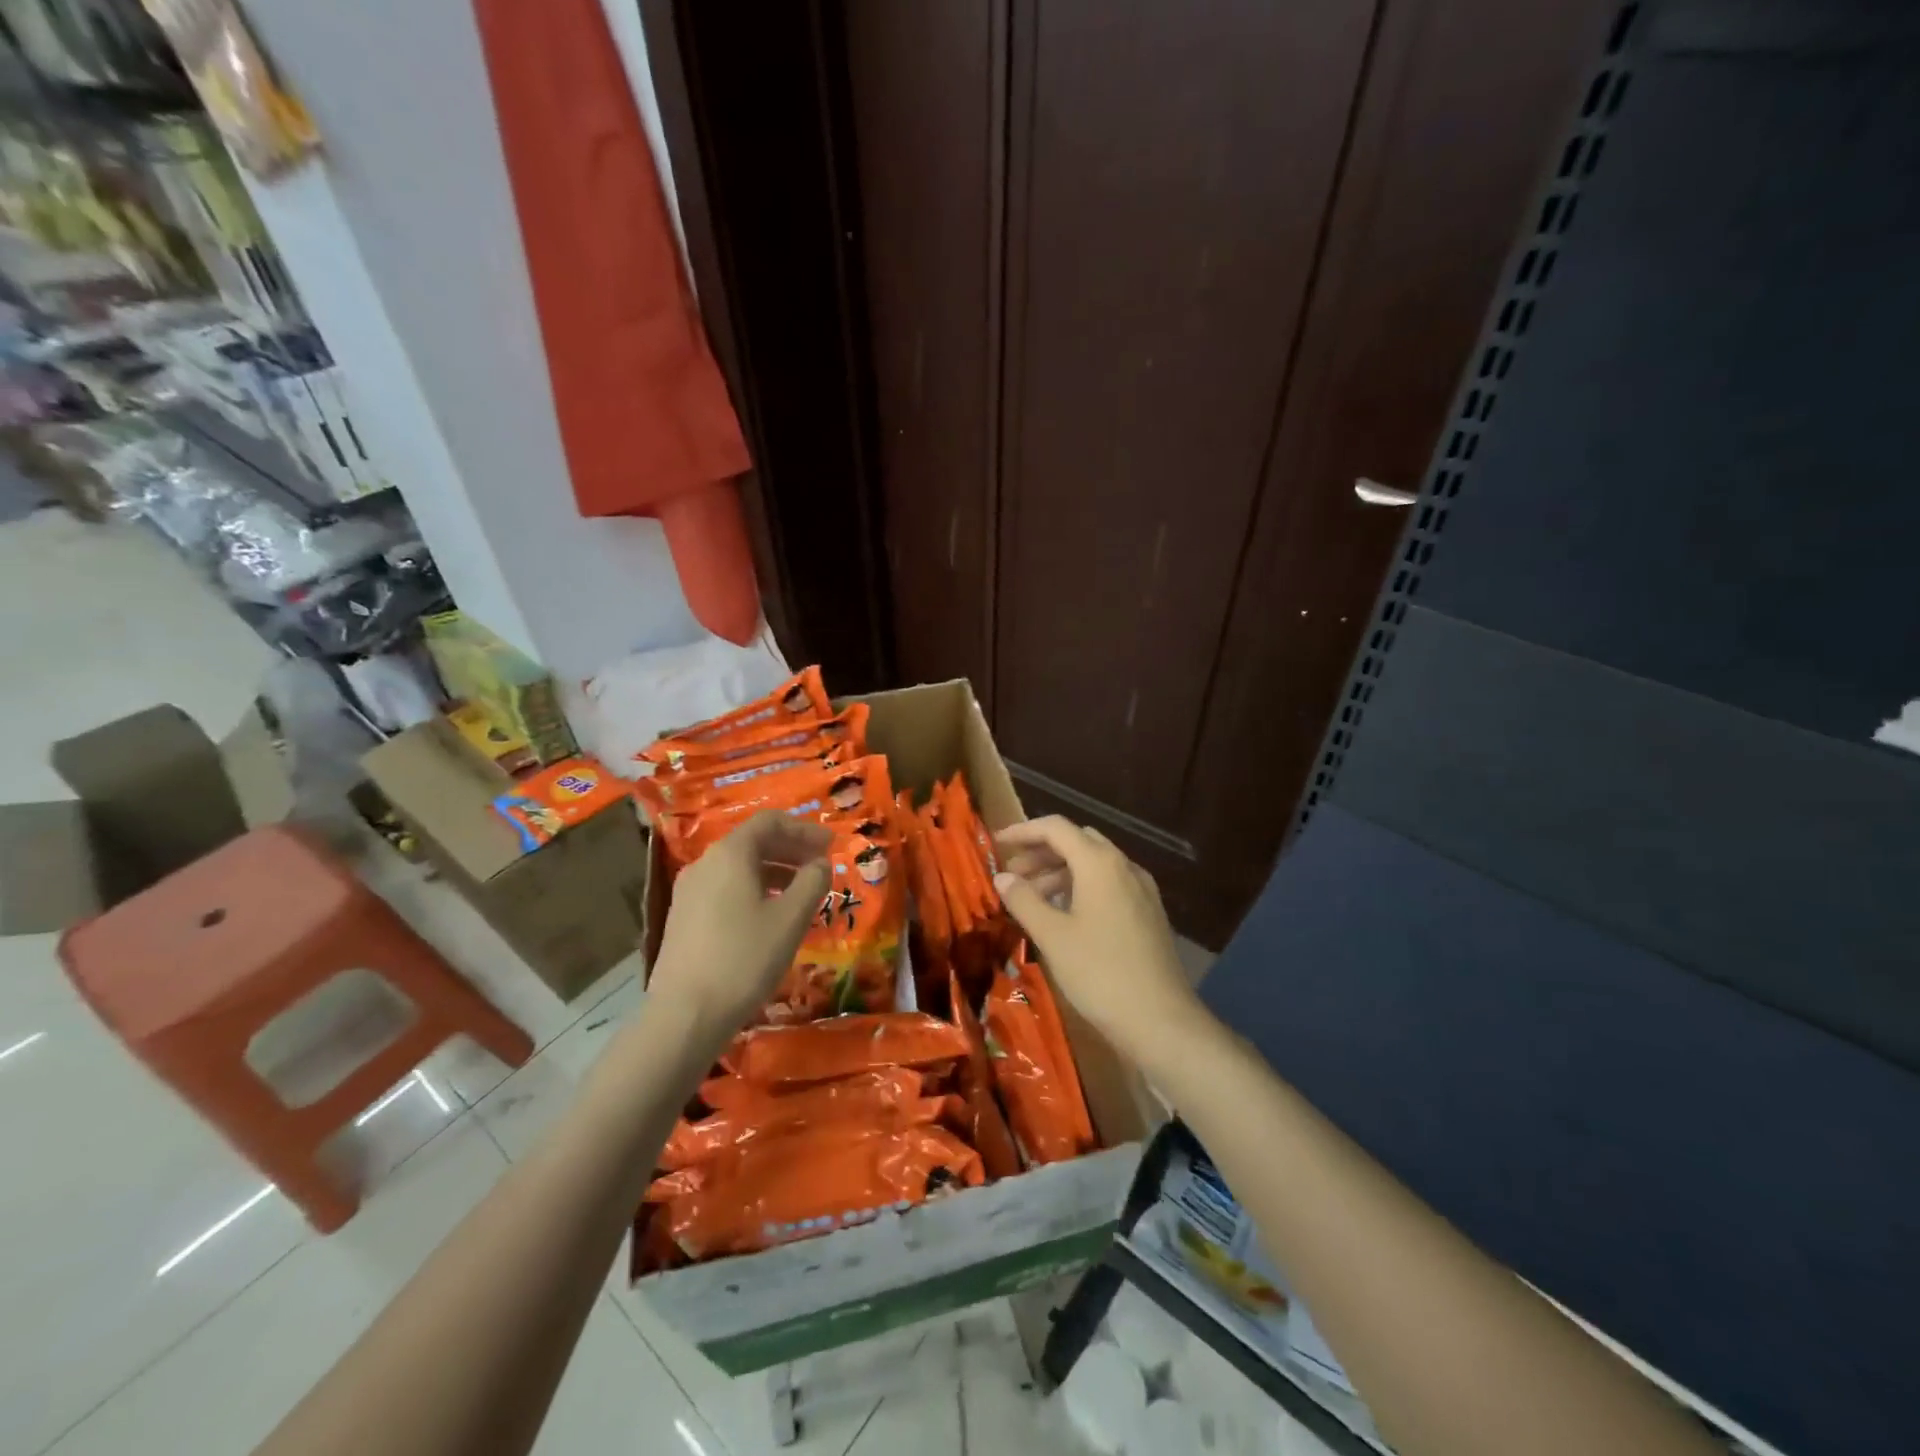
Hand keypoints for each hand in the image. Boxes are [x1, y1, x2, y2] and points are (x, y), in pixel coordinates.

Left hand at [649, 812, 831, 1042]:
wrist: (685, 1014)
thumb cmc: (745, 958)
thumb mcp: (791, 919)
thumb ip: (812, 882)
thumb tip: (821, 863)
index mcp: (730, 854)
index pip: (769, 822)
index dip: (804, 829)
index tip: (831, 844)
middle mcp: (705, 863)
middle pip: (752, 842)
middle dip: (790, 849)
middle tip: (821, 865)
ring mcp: (689, 891)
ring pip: (738, 867)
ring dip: (774, 871)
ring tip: (801, 892)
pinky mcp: (683, 918)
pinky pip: (725, 888)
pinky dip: (754, 889)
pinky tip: (770, 916)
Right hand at [992, 816, 1204, 1061]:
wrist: (1160, 1020)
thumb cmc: (1100, 972)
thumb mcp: (1052, 936)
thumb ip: (1024, 900)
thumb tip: (1002, 877)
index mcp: (1100, 863)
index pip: (1056, 828)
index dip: (1023, 831)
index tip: (997, 843)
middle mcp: (1124, 866)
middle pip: (1077, 841)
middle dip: (1041, 852)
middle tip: (1012, 874)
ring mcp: (1141, 889)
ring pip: (1094, 864)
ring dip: (1060, 871)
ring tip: (1031, 898)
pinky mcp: (1148, 913)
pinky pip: (1109, 884)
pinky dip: (1081, 887)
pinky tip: (1065, 915)